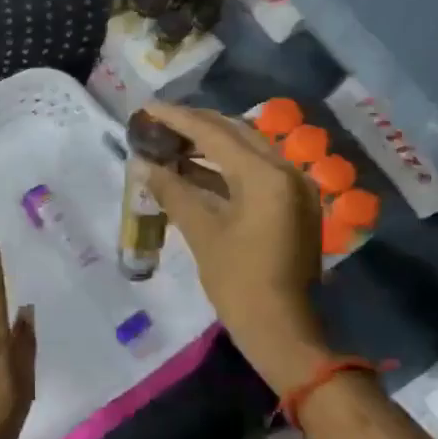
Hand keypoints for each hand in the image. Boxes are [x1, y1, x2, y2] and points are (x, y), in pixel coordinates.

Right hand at [138, 103, 328, 381]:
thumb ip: (173, 191)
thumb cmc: (238, 282)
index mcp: (265, 175)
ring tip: (170, 143)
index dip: (178, 118)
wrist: (283, 330)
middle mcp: (285, 171)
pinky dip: (225, 168)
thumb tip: (144, 166)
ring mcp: (293, 188)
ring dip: (209, 145)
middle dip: (195, 126)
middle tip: (158, 123)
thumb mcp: (202, 233)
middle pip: (235, 133)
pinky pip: (255, 172)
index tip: (147, 108)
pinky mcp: (292, 205)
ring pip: (246, 151)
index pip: (214, 133)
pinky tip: (194, 170)